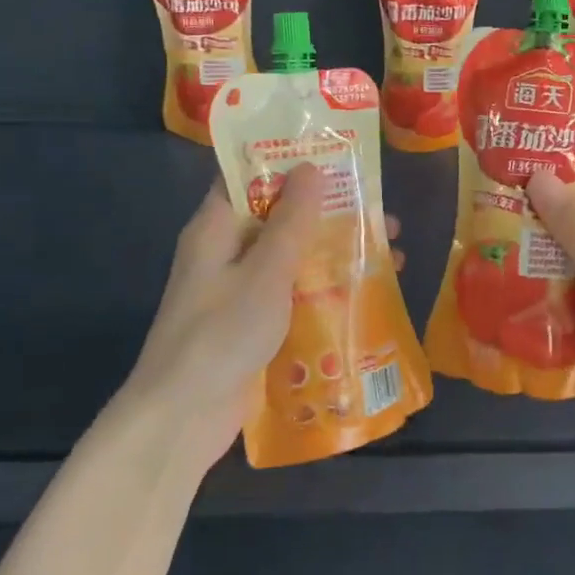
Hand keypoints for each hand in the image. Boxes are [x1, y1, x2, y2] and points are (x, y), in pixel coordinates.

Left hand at [123, 165, 403, 476]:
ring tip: (391, 253)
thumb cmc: (222, 333)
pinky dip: (326, 286)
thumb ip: (291, 220)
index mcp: (216, 228)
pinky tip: (368, 293)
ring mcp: (240, 290)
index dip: (291, 161)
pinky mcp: (254, 322)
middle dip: (331, 212)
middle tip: (382, 212)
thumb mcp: (265, 271)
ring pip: (293, 256)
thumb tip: (310, 166)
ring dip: (336, 251)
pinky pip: (294, 292)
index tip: (339, 156)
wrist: (183, 418)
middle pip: (281, 216)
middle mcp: (226, 252)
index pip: (250, 176)